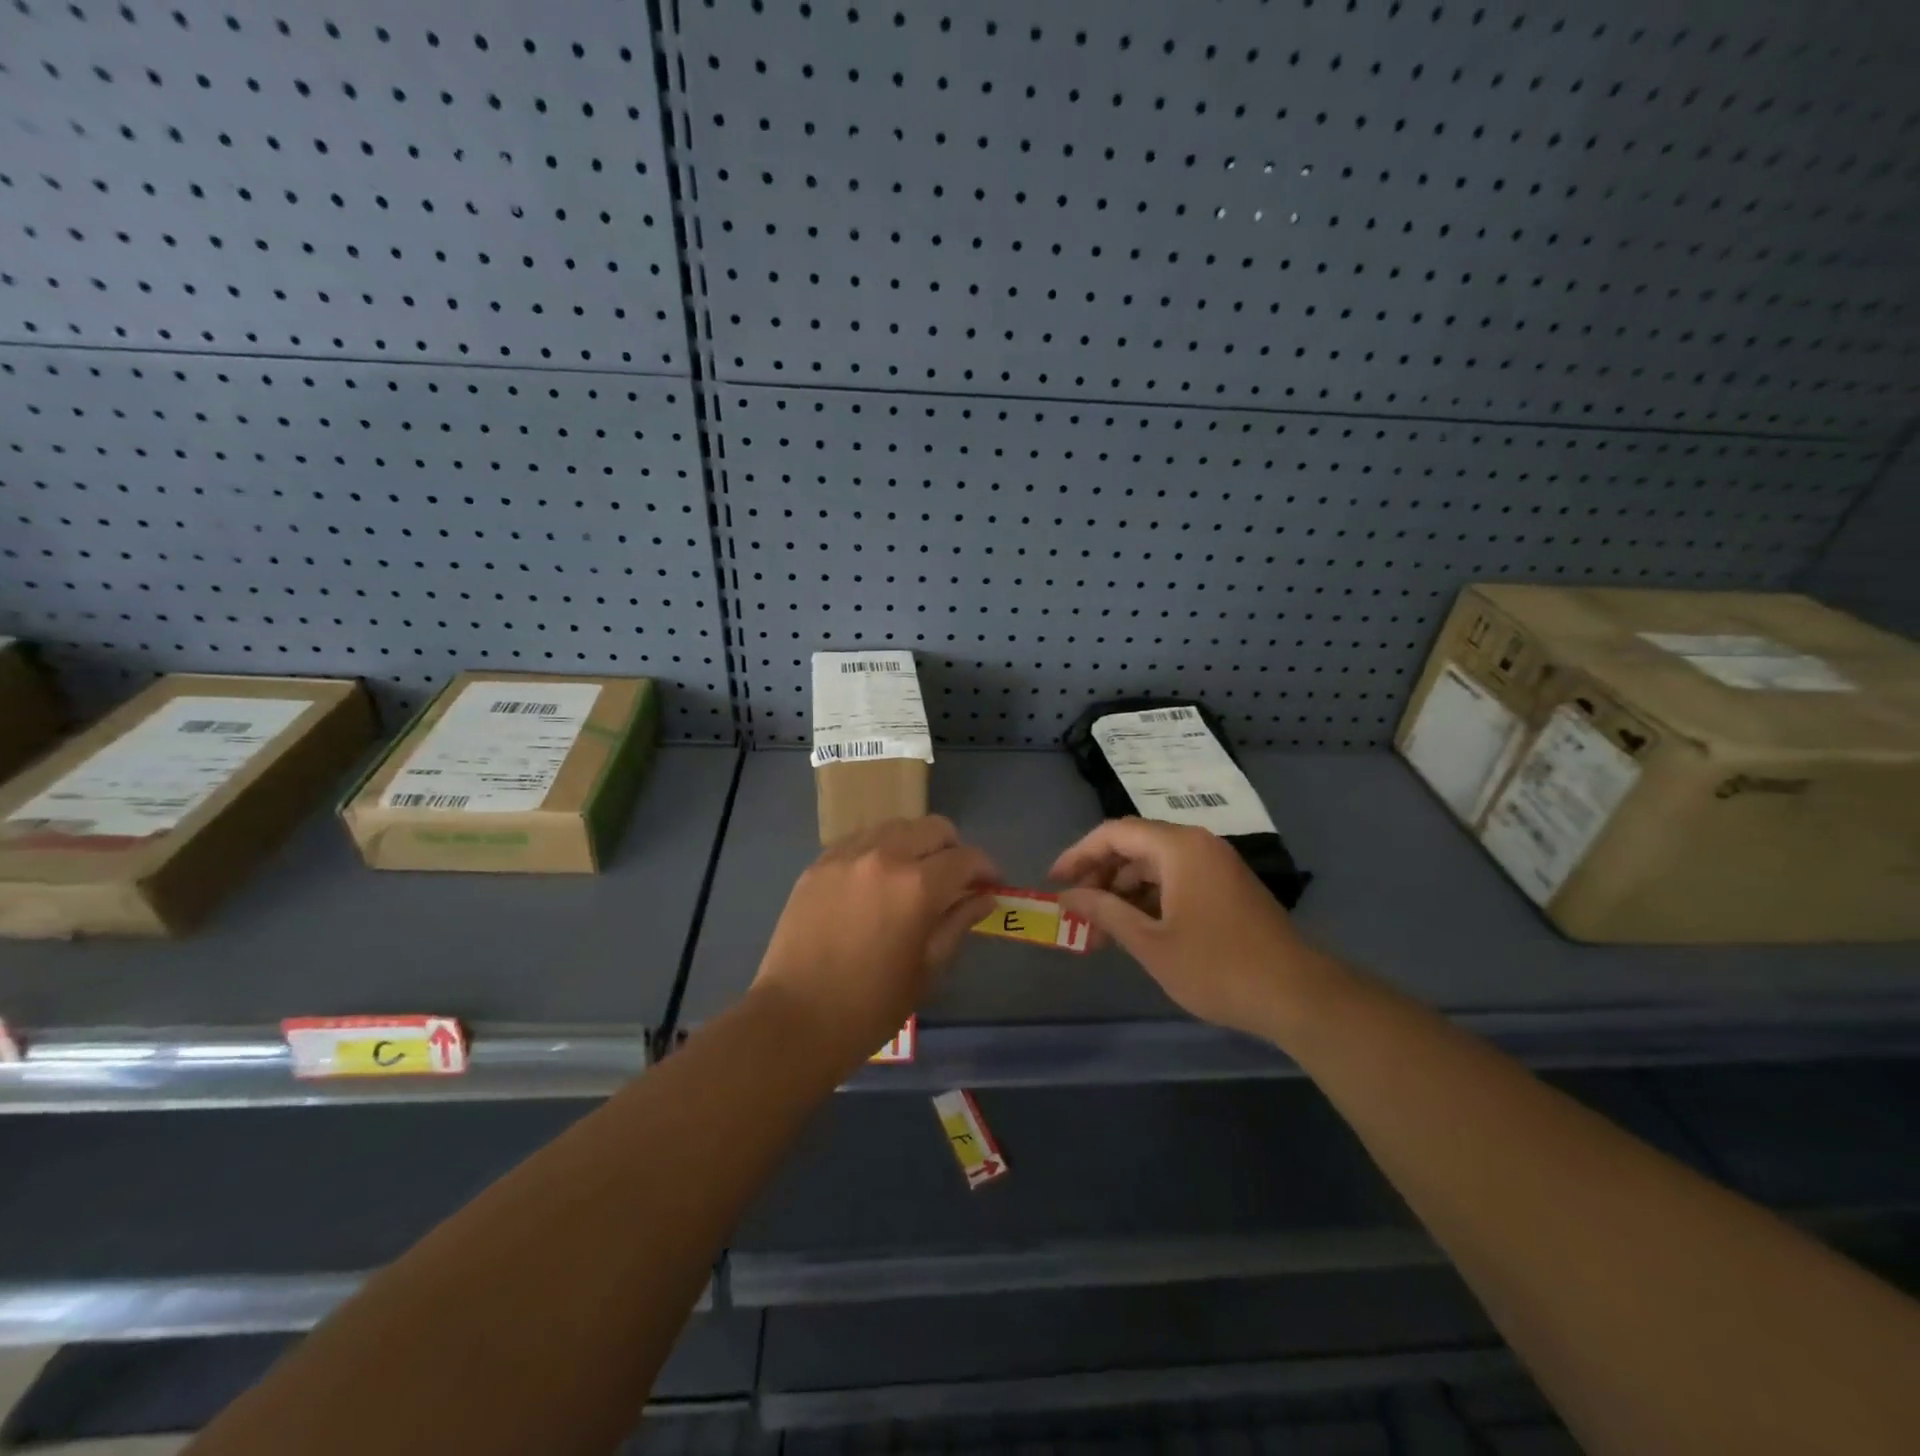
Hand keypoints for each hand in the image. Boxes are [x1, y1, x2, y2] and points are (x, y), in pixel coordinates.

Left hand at [753, 816, 996, 1065]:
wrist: (794, 1020)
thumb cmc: (870, 1007)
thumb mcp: (927, 969)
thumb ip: (958, 923)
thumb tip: (984, 897)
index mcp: (918, 886)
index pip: (967, 858)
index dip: (987, 870)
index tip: (991, 886)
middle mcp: (884, 856)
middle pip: (934, 828)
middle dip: (953, 850)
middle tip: (954, 881)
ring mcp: (846, 855)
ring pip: (896, 826)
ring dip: (916, 845)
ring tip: (913, 878)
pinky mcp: (819, 863)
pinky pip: (861, 840)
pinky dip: (879, 851)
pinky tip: (876, 881)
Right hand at [1052, 817, 1321, 1037]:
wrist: (1297, 995)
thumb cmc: (1216, 966)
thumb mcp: (1150, 942)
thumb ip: (1104, 912)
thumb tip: (1066, 897)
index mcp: (1178, 847)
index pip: (1114, 834)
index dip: (1078, 855)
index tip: (1053, 883)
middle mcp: (1197, 845)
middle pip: (1134, 847)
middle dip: (1099, 878)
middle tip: (1076, 914)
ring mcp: (1216, 865)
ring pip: (1154, 866)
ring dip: (1123, 893)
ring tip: (1100, 932)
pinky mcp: (1227, 887)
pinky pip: (1176, 880)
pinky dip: (1149, 900)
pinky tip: (1135, 930)